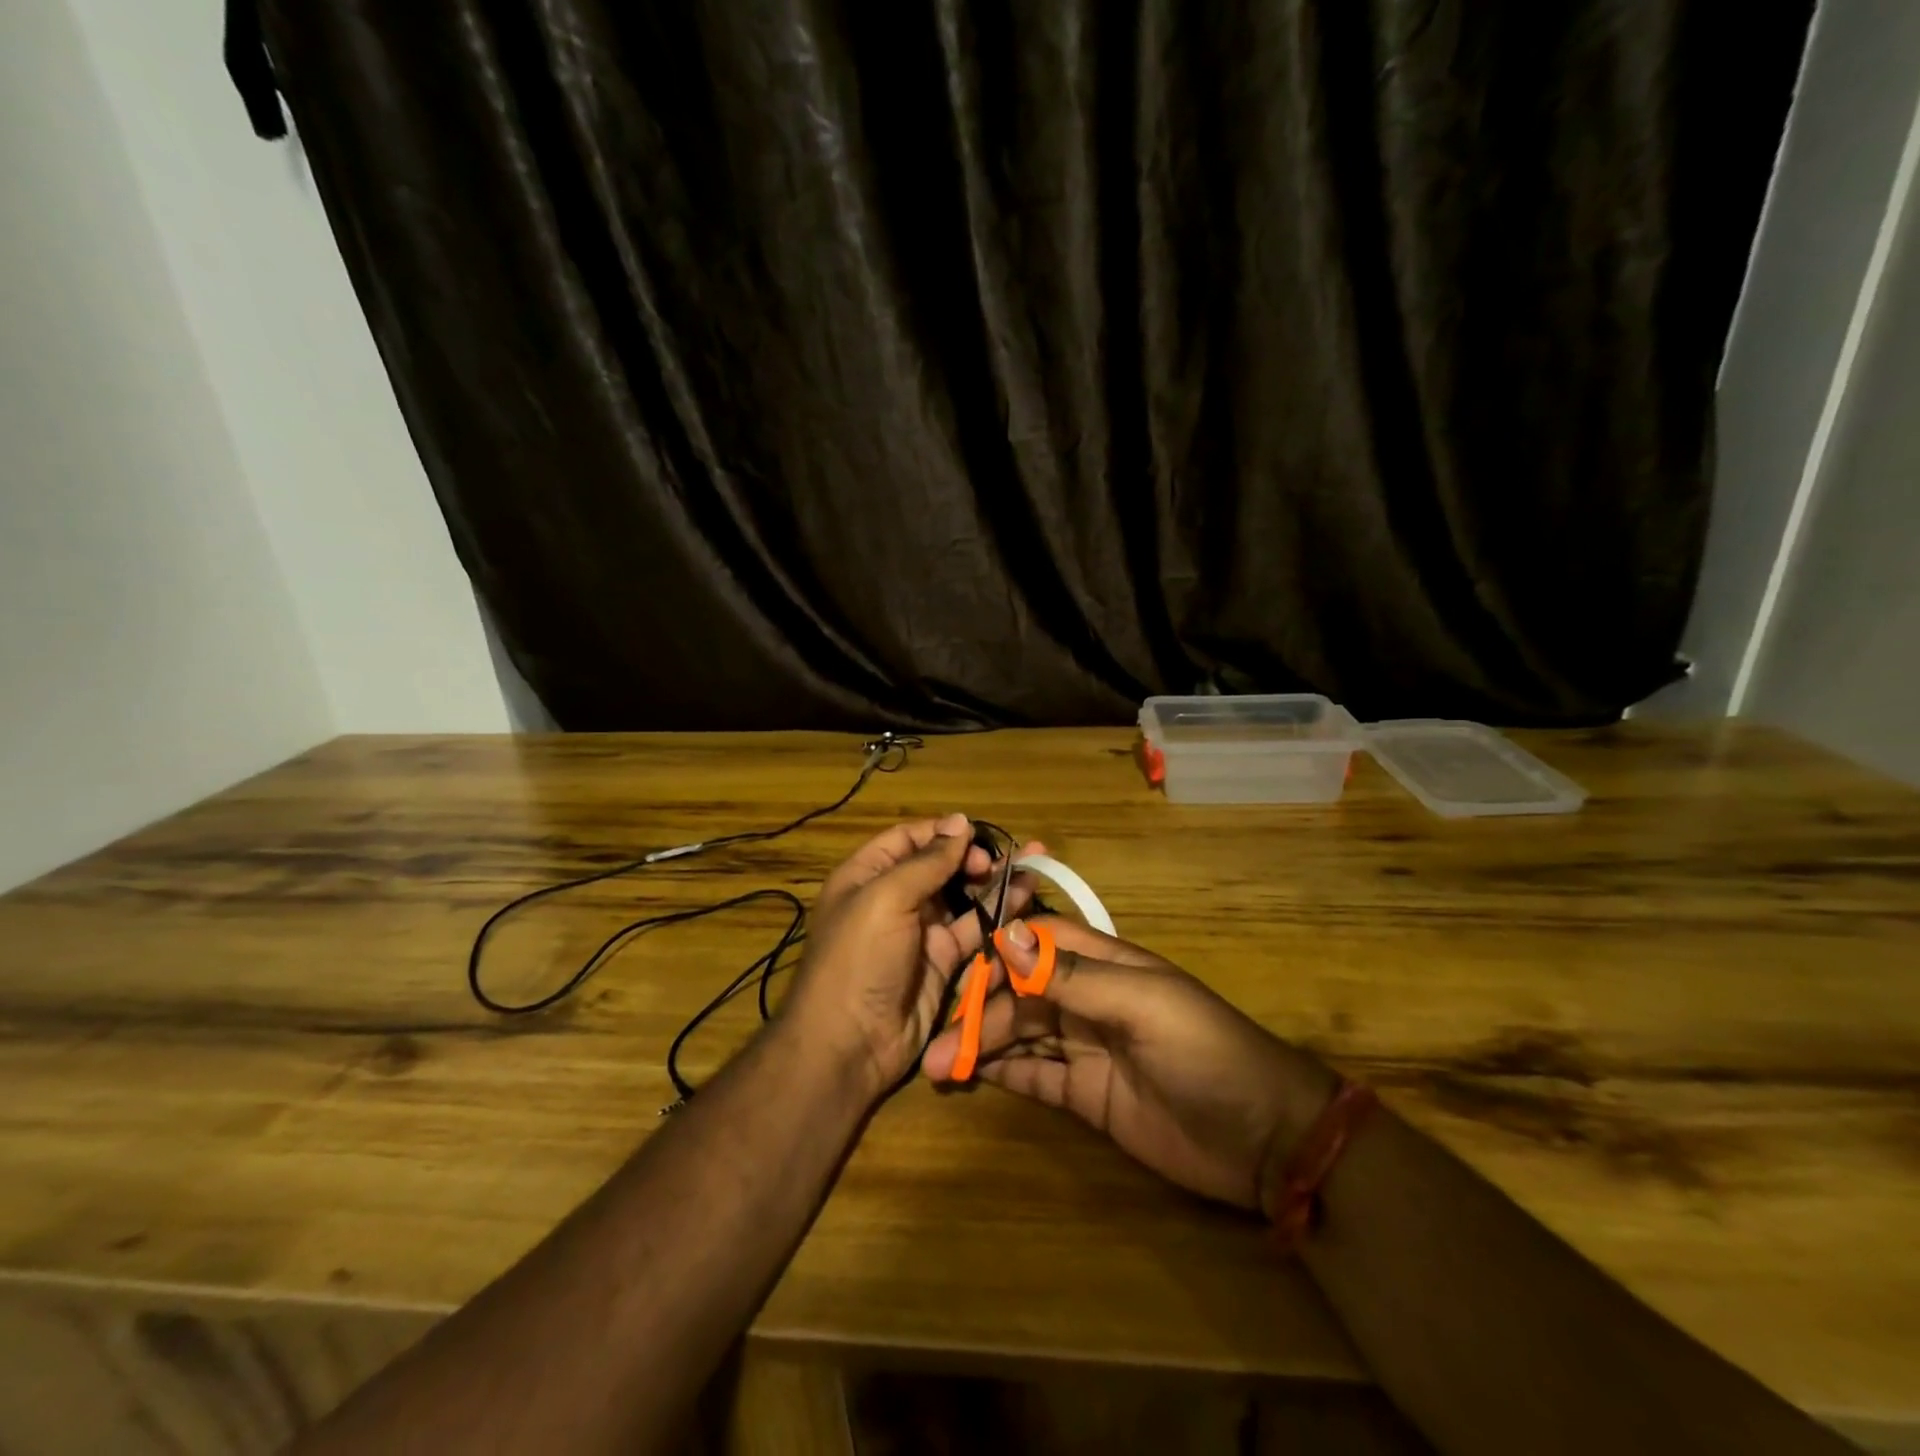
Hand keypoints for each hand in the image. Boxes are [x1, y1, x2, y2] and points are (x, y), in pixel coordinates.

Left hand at [782, 815, 1042, 1098]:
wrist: (849, 1045)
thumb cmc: (858, 958)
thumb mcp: (886, 899)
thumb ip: (927, 862)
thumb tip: (961, 822)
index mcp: (867, 876)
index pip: (908, 839)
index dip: (941, 832)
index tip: (975, 833)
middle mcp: (894, 899)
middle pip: (939, 867)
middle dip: (971, 857)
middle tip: (996, 861)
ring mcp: (920, 932)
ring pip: (962, 897)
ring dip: (992, 883)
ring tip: (1028, 867)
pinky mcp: (943, 963)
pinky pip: (974, 931)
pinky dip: (998, 916)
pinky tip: (1024, 899)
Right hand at [922, 918, 1336, 1212]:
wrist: (1264, 1138)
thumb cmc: (1205, 1052)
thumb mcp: (1141, 1005)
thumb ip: (1071, 976)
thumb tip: (1005, 935)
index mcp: (1103, 964)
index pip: (1036, 945)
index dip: (996, 956)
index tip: (956, 975)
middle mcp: (1088, 1000)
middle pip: (1019, 994)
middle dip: (978, 1013)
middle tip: (937, 1046)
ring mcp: (1085, 1047)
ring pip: (1020, 1034)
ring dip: (980, 1045)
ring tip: (937, 1065)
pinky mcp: (1086, 1095)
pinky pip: (1034, 1075)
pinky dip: (1001, 1072)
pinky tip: (969, 1076)